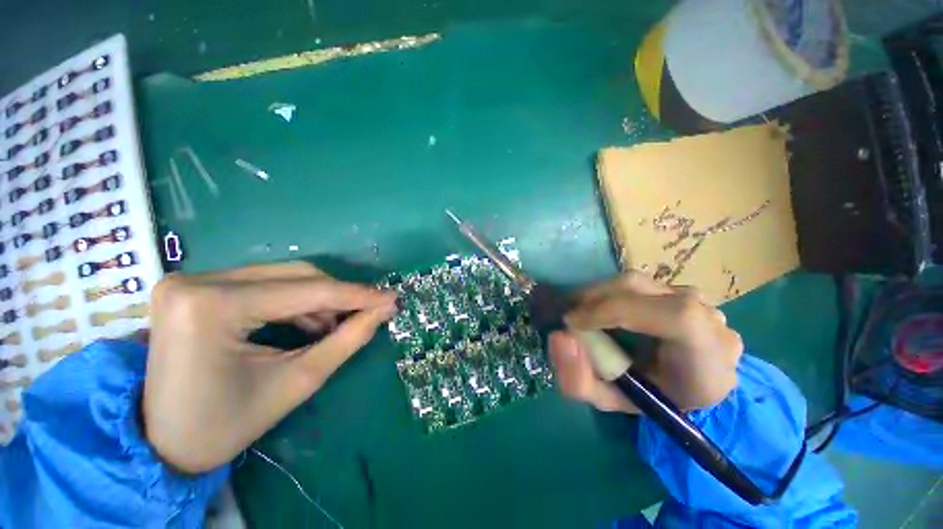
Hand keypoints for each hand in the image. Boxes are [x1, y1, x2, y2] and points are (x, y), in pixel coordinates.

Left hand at [143, 262, 396, 473]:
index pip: (306, 291)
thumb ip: (346, 340)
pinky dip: (295, 301)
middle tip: (369, 313)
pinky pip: (263, 284)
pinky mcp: (196, 287)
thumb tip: (383, 311)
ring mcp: (192, 280)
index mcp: (213, 307)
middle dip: (339, 296)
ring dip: (319, 299)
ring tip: (338, 324)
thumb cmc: (225, 425)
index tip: (391, 298)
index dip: (356, 295)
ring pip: (282, 276)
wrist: (160, 443)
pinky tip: (310, 322)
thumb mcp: (295, 383)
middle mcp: (198, 281)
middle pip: (295, 275)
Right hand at [548, 271, 742, 413]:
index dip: (611, 313)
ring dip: (598, 294)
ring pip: (634, 281)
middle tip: (568, 316)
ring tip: (580, 311)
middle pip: (639, 288)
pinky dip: (610, 294)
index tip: (570, 324)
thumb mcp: (613, 403)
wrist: (692, 387)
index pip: (670, 316)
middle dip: (592, 298)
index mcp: (707, 353)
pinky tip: (600, 308)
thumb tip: (558, 338)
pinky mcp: (679, 290)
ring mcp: (696, 297)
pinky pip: (637, 285)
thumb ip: (580, 380)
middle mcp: (708, 316)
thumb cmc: (655, 400)